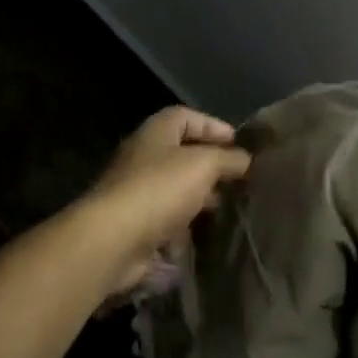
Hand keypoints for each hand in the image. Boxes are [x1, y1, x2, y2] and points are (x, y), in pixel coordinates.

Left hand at [81, 106, 250, 292]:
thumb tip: (245, 159)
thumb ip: (228, 159)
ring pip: (175, 190)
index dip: (212, 125)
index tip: (238, 143)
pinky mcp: (135, 226)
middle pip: (181, 154)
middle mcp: (142, 159)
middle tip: (238, 180)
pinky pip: (166, 220)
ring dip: (200, 198)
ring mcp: (136, 194)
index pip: (185, 117)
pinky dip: (185, 226)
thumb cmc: (159, 190)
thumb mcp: (203, 164)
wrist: (112, 241)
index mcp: (154, 134)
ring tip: (227, 209)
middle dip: (210, 166)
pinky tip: (205, 235)